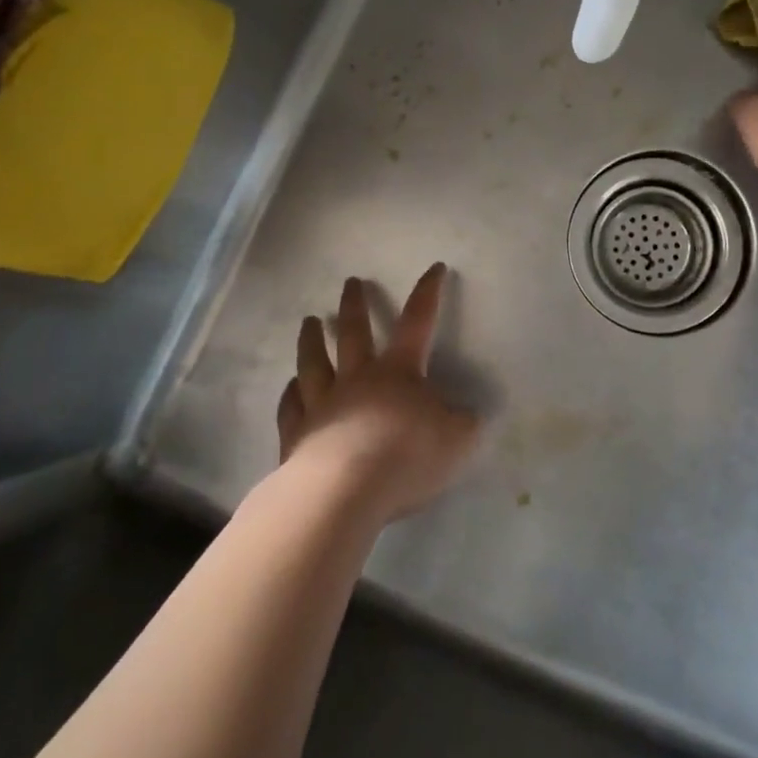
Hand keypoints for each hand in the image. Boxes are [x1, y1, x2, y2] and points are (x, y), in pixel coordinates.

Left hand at [277, 265, 478, 521]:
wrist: (344, 489)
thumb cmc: (407, 456)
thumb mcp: (457, 439)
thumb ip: (463, 423)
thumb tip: (466, 415)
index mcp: (398, 372)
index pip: (418, 321)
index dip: (428, 293)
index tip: (434, 268)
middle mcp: (357, 378)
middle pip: (354, 332)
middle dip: (355, 304)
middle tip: (350, 282)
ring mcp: (322, 404)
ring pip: (314, 362)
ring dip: (312, 339)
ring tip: (309, 320)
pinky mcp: (297, 434)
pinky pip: (292, 406)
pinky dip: (291, 393)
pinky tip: (290, 386)